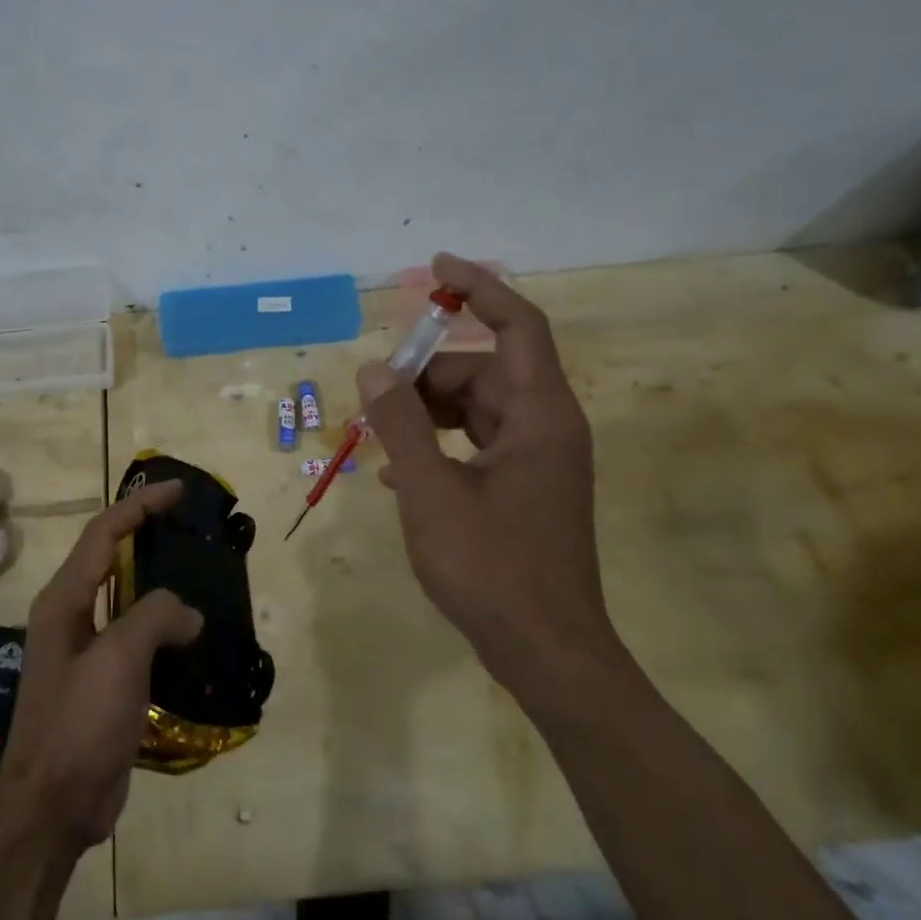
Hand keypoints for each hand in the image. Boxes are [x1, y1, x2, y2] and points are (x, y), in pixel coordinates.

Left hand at [0, 480, 202, 851]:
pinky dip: (162, 624)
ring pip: (126, 598)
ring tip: (197, 570)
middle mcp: (70, 616)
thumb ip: (155, 617)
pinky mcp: (103, 681)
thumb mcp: (119, 659)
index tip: (178, 491)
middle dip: (146, 534)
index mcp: (64, 600)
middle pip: (110, 558)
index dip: (139, 506)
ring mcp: (86, 650)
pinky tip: (191, 633)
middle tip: (188, 524)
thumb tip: (187, 613)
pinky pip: (136, 637)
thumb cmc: (78, 723)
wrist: (53, 807)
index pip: (103, 533)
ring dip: (157, 580)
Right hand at [358, 253, 620, 711]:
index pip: (518, 325)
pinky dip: (439, 444)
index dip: (480, 288)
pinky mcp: (526, 488)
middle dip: (426, 375)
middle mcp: (547, 426)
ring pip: (477, 408)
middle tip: (373, 396)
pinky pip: (477, 443)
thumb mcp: (430, 491)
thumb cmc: (491, 568)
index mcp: (540, 415)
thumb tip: (374, 369)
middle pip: (484, 370)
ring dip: (427, 412)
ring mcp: (539, 460)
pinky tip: (394, 470)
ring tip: (377, 434)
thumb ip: (400, 424)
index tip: (437, 267)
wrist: (547, 653)